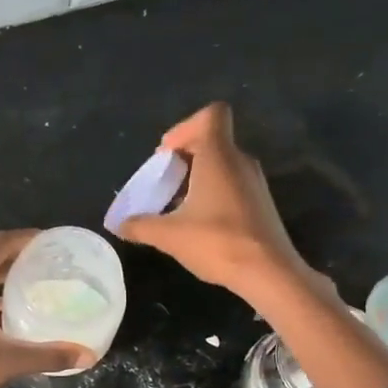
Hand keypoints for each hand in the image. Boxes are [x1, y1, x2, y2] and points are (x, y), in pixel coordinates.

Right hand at [117, 102, 322, 304]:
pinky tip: (198, 223)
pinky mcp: (261, 204)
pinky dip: (212, 193)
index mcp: (219, 155)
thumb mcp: (169, 235)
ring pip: (222, 164)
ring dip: (197, 177)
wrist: (268, 272)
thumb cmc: (217, 242)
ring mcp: (254, 182)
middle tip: (163, 183)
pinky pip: (232, 184)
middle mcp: (240, 161)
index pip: (211, 114)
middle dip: (184, 157)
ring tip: (176, 206)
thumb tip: (119, 225)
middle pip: (212, 140)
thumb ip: (140, 226)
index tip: (166, 156)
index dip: (184, 128)